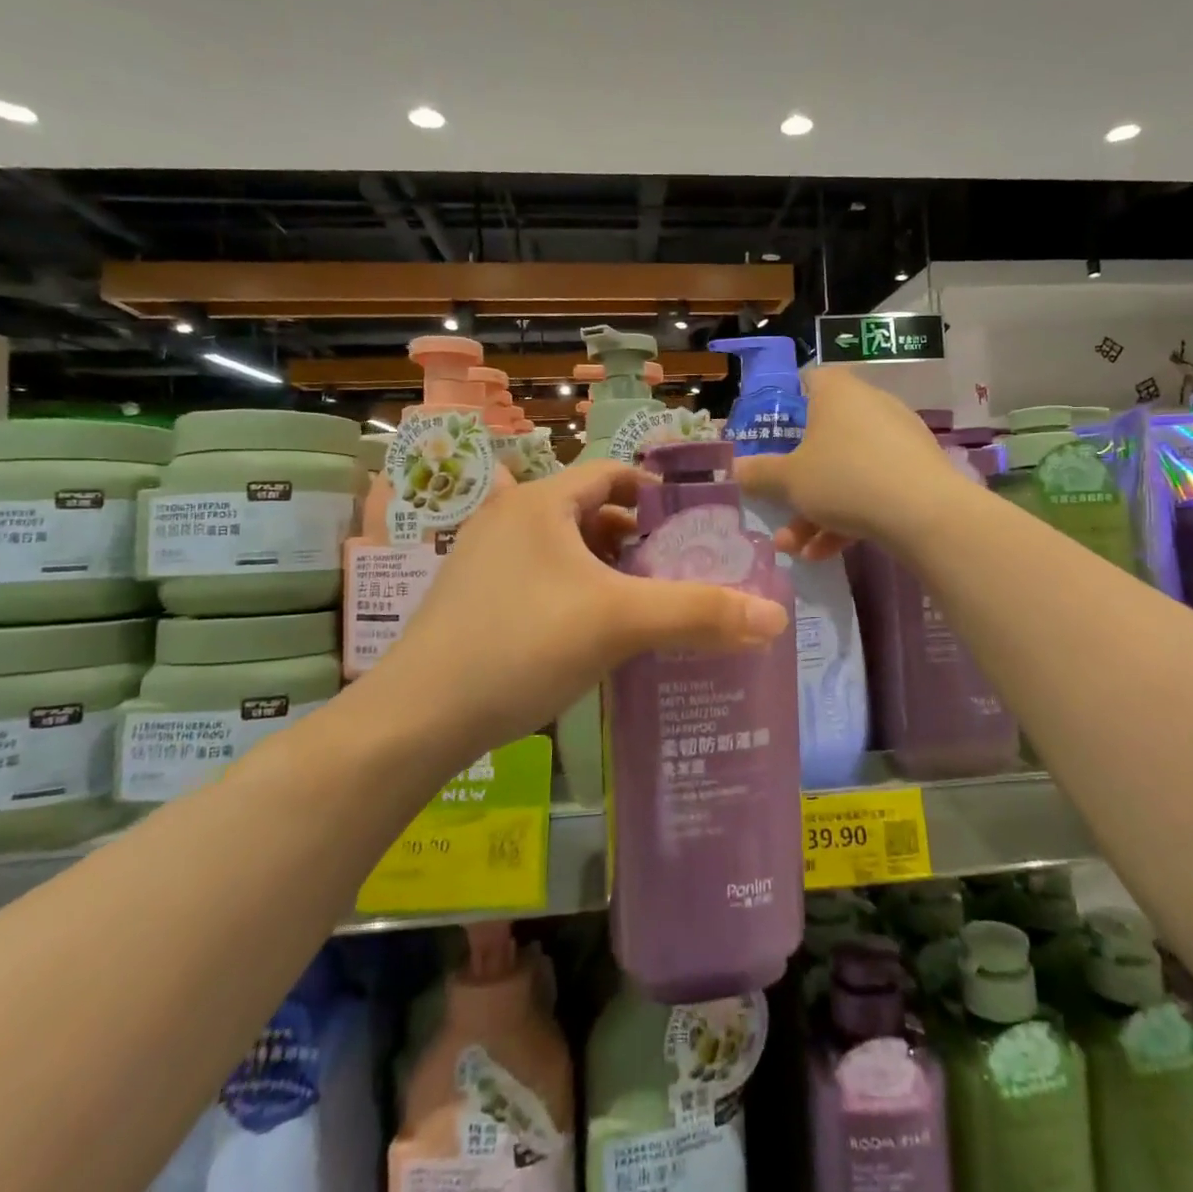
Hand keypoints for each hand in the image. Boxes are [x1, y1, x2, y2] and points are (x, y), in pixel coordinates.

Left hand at [382, 459, 788, 755]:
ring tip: (643, 604)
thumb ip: (698, 614)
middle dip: (635, 538)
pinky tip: (593, 634)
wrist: (417, 718)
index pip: (611, 473)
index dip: (655, 493)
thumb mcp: (618, 624)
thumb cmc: (521, 645)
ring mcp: (483, 559)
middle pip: (589, 511)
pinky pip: (539, 579)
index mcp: (540, 503)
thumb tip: (775, 617)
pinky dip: (574, 592)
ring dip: (605, 569)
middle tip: (675, 571)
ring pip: (563, 549)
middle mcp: (508, 518)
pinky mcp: (472, 599)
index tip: (691, 527)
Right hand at [732, 367, 972, 560]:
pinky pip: (872, 487)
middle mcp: (869, 406)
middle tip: (777, 505)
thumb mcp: (789, 480)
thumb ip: (760, 474)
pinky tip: (823, 554)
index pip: (807, 382)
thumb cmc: (844, 478)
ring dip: (816, 510)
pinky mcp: (916, 470)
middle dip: (797, 480)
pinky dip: (847, 516)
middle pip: (823, 437)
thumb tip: (737, 469)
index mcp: (837, 393)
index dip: (785, 406)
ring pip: (845, 471)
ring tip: (793, 548)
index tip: (770, 436)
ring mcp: (897, 439)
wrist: (923, 512)